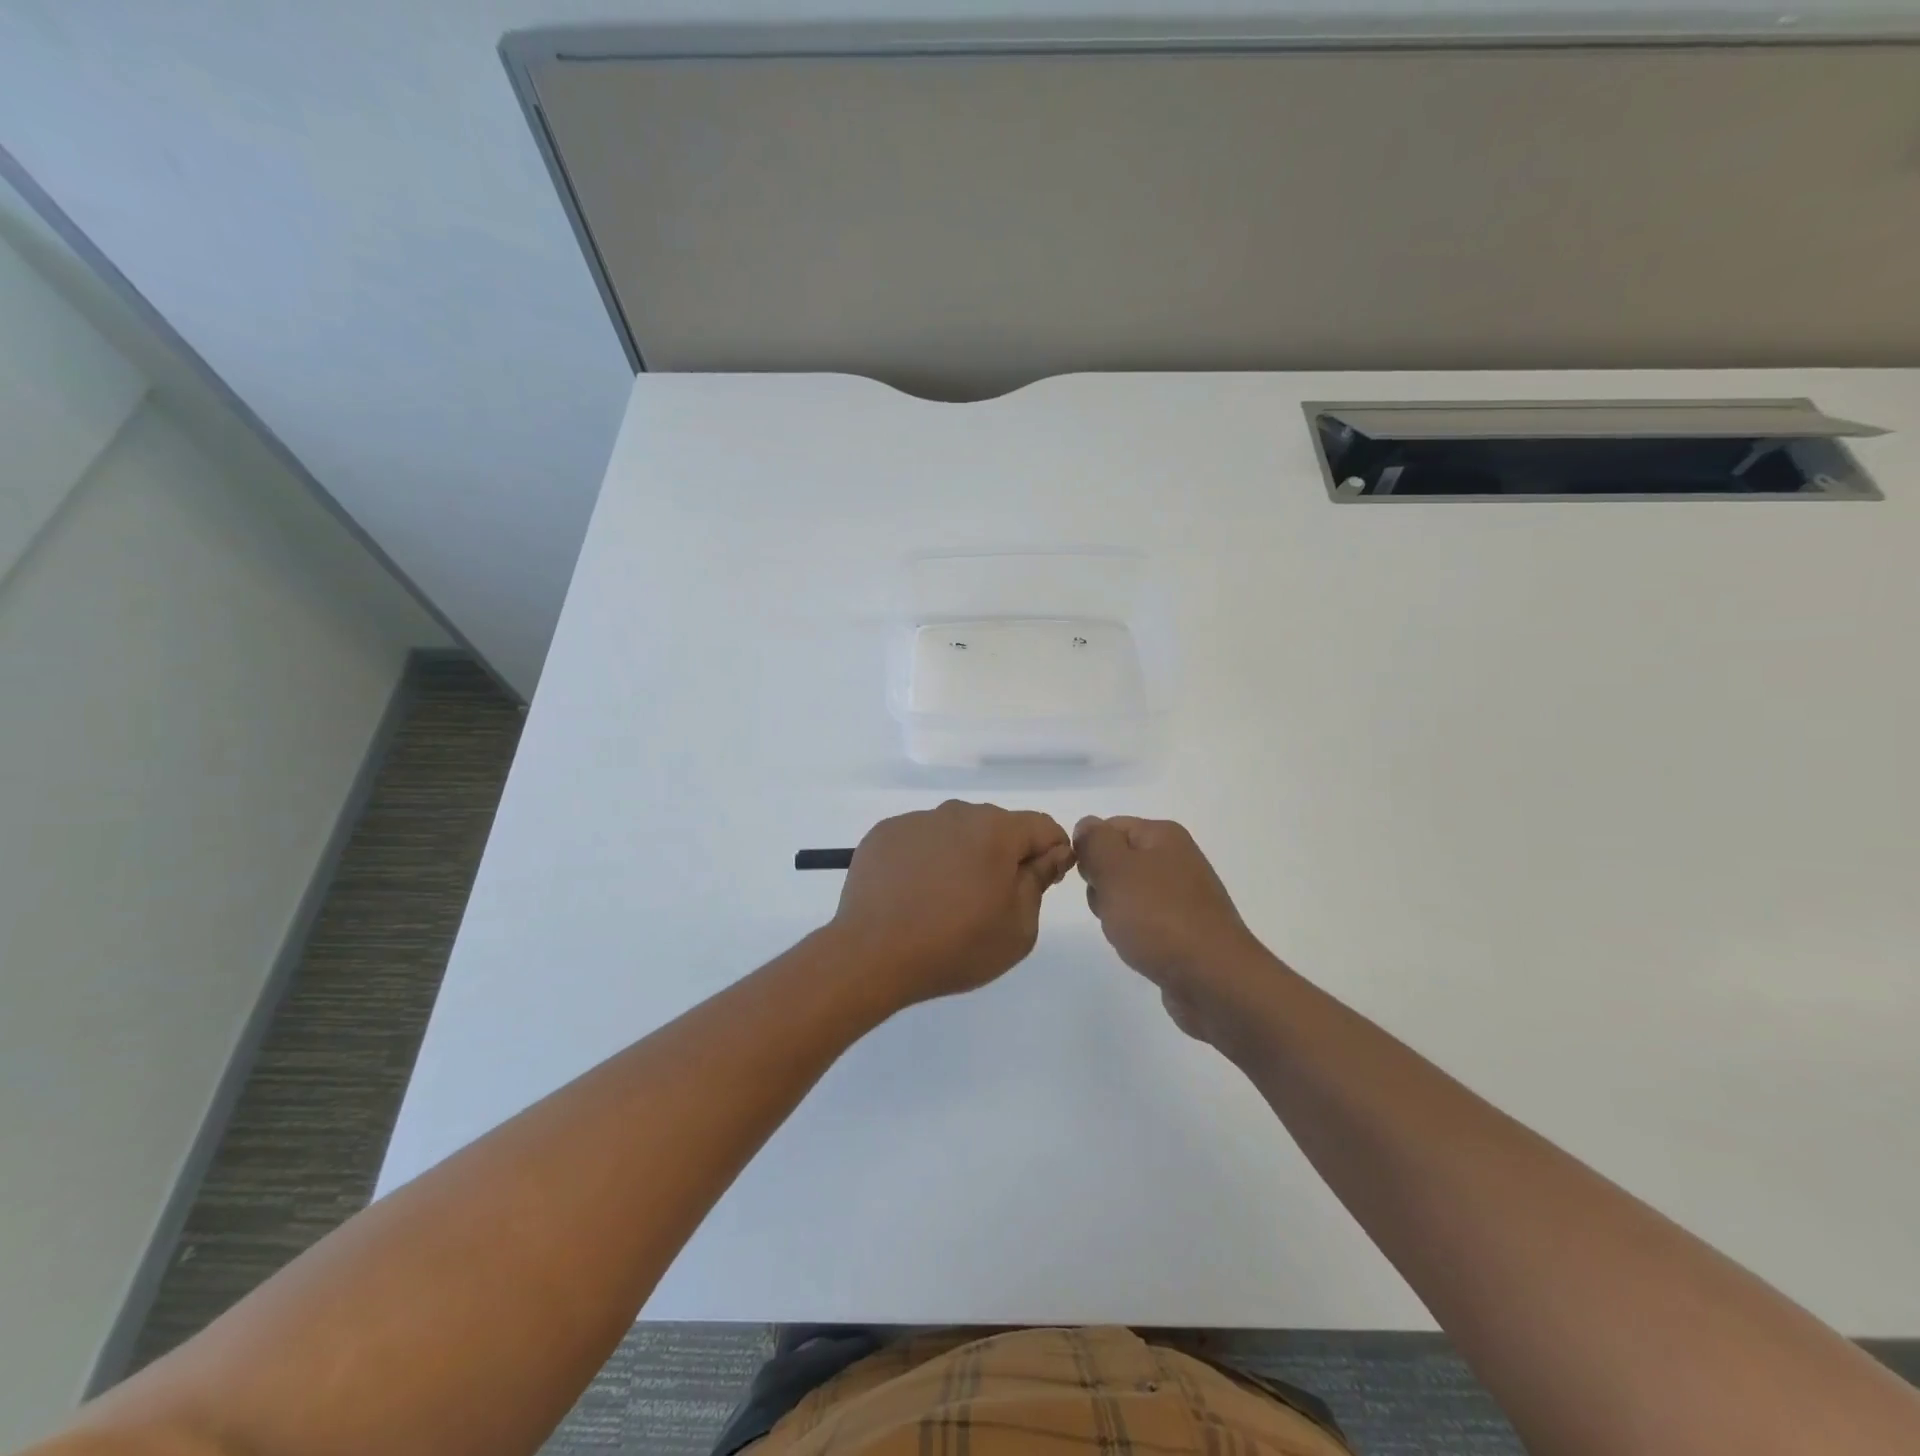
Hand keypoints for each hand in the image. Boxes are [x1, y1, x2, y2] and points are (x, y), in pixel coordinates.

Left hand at [832, 801, 1074, 1009]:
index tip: (1042, 883)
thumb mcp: (1018, 927)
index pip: (1042, 827)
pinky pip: (920, 841)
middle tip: (991, 899)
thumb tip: (1051, 854)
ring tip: (946, 899)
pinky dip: (926, 859)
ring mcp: (916, 821)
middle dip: (1003, 854)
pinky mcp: (884, 834)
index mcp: (996, 830)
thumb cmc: (956, 945)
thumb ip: (1039, 881)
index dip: (1052, 853)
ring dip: (962, 855)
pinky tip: (915, 894)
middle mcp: (956, 813)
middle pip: (996, 826)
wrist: (872, 955)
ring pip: (955, 832)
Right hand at [1074, 815, 1272, 1045]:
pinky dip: (1136, 935)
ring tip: (1126, 934)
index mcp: (1163, 836)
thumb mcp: (1114, 868)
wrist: (1213, 979)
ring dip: (1115, 914)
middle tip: (1110, 908)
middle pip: (1117, 862)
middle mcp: (1177, 859)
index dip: (1090, 852)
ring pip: (1127, 895)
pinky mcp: (1186, 929)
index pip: (1108, 828)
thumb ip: (1094, 841)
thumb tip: (1087, 827)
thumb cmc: (1158, 917)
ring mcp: (1184, 896)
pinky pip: (1145, 922)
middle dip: (1102, 886)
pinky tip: (1140, 950)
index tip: (1089, 880)